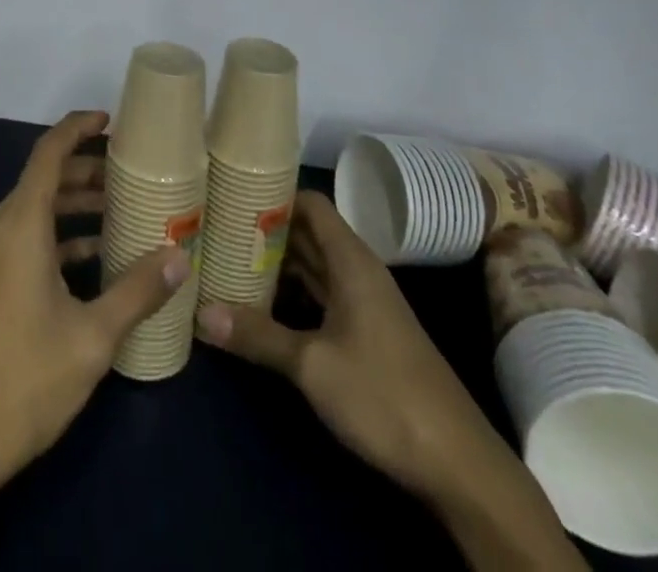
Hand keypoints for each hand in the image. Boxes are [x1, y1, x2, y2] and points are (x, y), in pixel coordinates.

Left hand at [0, 109, 190, 491]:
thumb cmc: (24, 378)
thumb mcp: (92, 337)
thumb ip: (136, 292)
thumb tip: (179, 258)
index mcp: (20, 224)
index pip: (48, 152)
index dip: (77, 128)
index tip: (109, 119)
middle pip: (43, 179)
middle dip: (85, 170)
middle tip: (127, 173)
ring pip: (33, 211)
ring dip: (72, 206)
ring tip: (118, 213)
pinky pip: (22, 239)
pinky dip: (56, 236)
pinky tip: (90, 260)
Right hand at [195, 189, 481, 492]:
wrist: (457, 463)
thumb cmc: (384, 395)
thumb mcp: (312, 365)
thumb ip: (257, 335)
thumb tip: (200, 313)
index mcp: (351, 260)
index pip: (310, 203)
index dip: (274, 194)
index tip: (232, 194)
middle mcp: (357, 271)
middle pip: (307, 233)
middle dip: (265, 230)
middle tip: (217, 227)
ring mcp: (363, 304)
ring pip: (312, 267)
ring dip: (276, 264)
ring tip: (228, 259)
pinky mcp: (365, 334)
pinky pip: (320, 297)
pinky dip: (291, 294)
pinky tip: (260, 306)